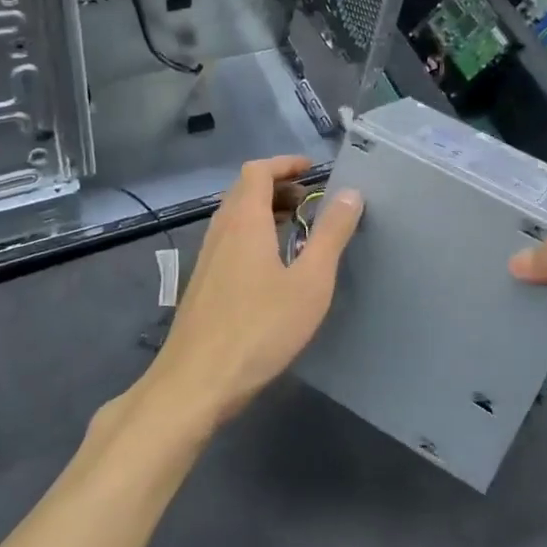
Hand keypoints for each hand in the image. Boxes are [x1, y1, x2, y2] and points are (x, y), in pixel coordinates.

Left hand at [140, 155, 362, 431]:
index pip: (258, 171)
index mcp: (245, 221)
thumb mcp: (310, 282)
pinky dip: (253, 234)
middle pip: (244, 190)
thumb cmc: (260, 329)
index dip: (285, 164)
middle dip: (278, 186)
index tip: (313, 169)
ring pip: (235, 217)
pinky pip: (229, 241)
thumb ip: (331, 234)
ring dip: (265, 211)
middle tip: (311, 201)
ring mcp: (207, 258)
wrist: (196, 382)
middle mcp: (221, 230)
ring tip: (297, 229)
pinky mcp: (202, 283)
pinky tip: (272, 266)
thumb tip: (350, 193)